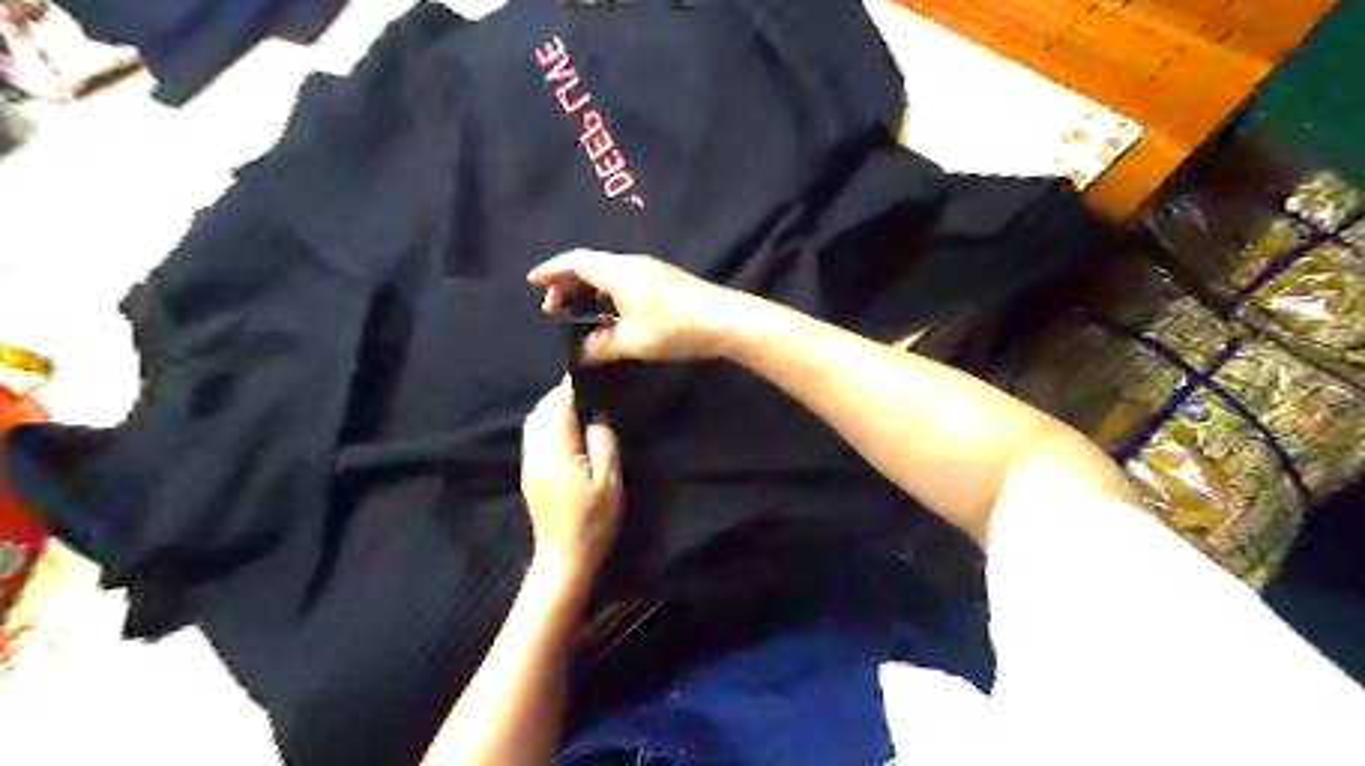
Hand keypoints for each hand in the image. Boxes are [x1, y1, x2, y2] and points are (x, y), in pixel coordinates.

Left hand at [523, 378, 621, 580]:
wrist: (564, 557)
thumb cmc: (593, 521)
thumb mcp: (609, 482)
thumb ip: (603, 443)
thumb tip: (597, 417)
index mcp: (556, 454)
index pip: (557, 408)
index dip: (570, 388)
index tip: (586, 373)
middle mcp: (535, 454)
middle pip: (539, 411)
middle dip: (559, 395)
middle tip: (586, 390)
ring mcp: (529, 464)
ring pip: (533, 422)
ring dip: (552, 408)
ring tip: (578, 406)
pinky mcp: (529, 473)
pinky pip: (534, 436)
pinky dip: (547, 423)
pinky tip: (566, 428)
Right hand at [528, 245, 741, 360]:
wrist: (725, 320)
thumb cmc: (676, 328)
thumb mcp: (633, 341)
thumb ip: (600, 345)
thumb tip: (578, 354)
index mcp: (618, 272)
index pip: (575, 262)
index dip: (551, 270)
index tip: (532, 283)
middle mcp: (631, 264)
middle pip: (589, 266)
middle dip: (566, 284)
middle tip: (552, 309)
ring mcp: (648, 271)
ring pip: (606, 275)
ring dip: (587, 291)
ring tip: (575, 314)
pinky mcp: (661, 282)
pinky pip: (621, 282)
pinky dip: (605, 295)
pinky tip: (606, 316)